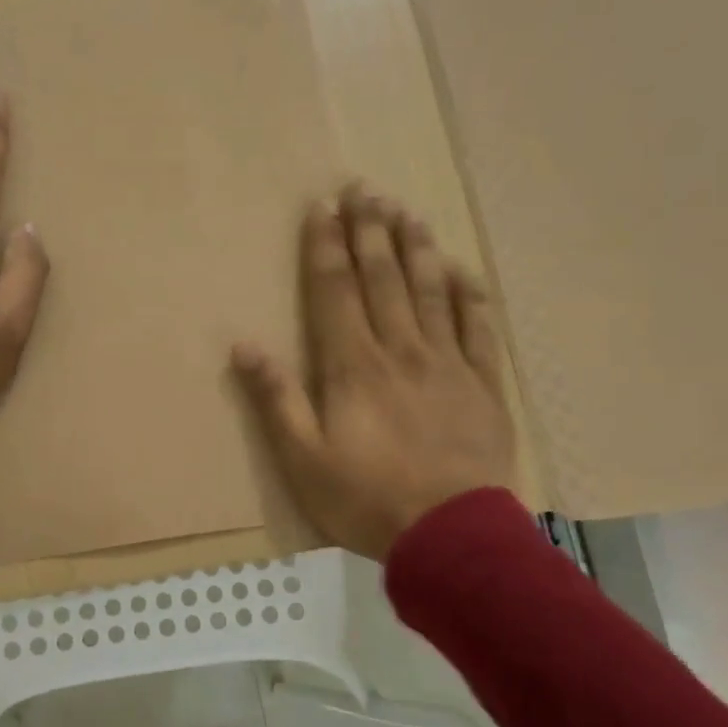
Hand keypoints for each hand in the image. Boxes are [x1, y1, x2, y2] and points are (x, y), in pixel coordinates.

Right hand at [232, 183, 516, 558]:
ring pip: (431, 291)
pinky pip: (478, 328)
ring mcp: (447, 363)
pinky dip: (469, 295)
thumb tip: (244, 345)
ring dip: (416, 248)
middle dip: (370, 230)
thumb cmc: (365, 499)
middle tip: (364, 189)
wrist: (451, 536)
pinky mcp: (483, 385)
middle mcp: (400, 349)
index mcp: (353, 365)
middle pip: (383, 278)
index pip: (335, 290)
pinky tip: (463, 270)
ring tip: (407, 211)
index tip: (322, 208)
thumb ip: (275, 399)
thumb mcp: (301, 458)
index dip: (326, 246)